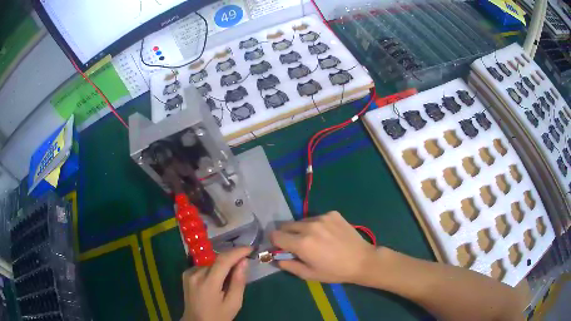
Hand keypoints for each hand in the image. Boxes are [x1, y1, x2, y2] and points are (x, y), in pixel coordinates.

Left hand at [181, 247, 251, 320]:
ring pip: (211, 263)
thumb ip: (238, 282)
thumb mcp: (233, 303)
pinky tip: (217, 279)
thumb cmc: (218, 316)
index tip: (250, 249)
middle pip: (217, 260)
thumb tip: (243, 261)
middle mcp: (195, 274)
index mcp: (208, 283)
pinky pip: (204, 266)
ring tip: (230, 277)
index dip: (237, 252)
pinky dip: (213, 269)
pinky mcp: (186, 274)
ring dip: (222, 265)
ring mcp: (189, 273)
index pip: (223, 261)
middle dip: (232, 259)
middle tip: (244, 264)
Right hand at [270, 211, 375, 283]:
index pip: (275, 235)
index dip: (275, 242)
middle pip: (286, 225)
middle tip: (298, 245)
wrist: (362, 260)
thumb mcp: (309, 274)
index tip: (281, 247)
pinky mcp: (332, 213)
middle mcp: (309, 226)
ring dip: (302, 229)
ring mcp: (322, 217)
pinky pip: (316, 217)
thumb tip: (276, 258)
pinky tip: (328, 234)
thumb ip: (289, 265)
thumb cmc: (334, 271)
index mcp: (302, 243)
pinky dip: (317, 225)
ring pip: (301, 221)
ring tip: (316, 240)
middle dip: (287, 234)